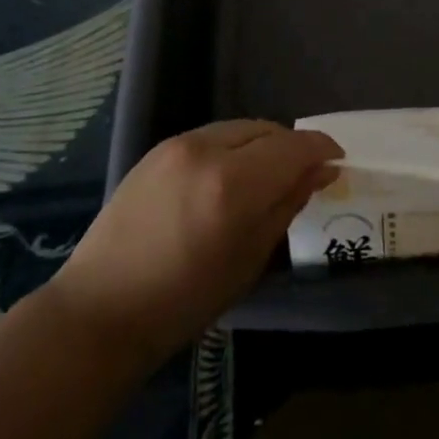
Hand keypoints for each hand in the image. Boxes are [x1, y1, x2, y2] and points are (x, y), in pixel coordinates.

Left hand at [50, 121, 340, 360]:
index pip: (294, 146)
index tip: (337, 161)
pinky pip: (212, 137)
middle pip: (268, 130)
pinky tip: (230, 177)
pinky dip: (233, 148)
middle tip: (304, 174)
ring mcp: (178, 145)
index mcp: (233, 184)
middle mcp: (206, 150)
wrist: (101, 309)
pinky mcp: (157, 150)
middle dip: (292, 147)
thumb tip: (321, 172)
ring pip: (240, 128)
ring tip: (267, 175)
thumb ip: (288, 205)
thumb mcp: (250, 259)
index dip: (321, 148)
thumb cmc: (184, 300)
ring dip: (262, 145)